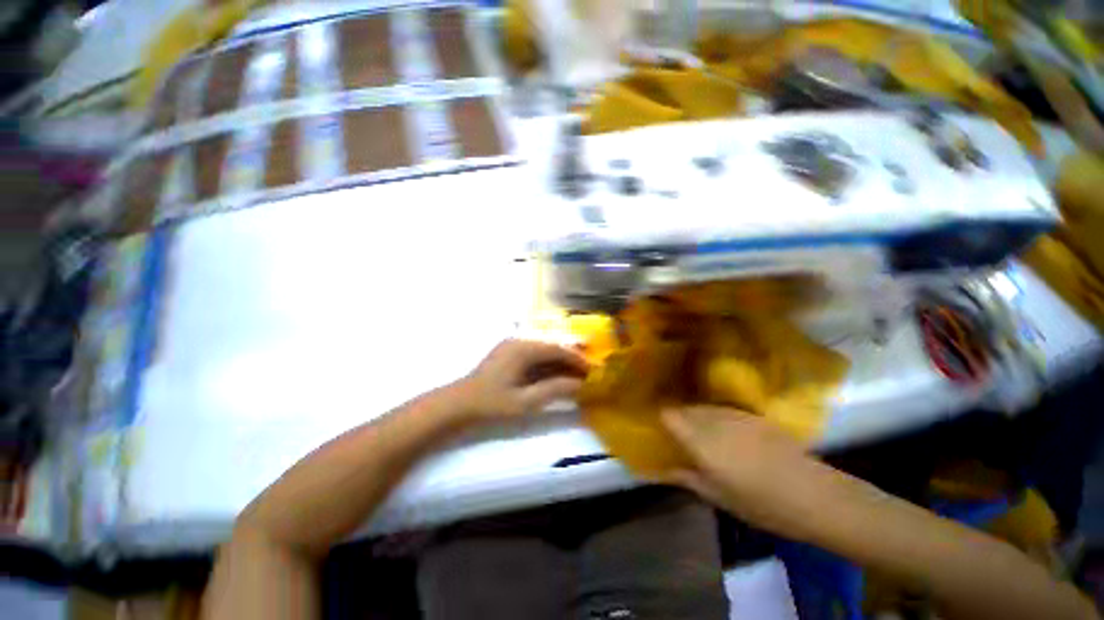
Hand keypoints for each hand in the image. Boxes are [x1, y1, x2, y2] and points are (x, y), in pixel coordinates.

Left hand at [457, 339, 589, 420]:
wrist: (459, 404)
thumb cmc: (492, 404)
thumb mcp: (526, 401)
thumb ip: (555, 389)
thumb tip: (580, 384)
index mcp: (524, 348)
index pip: (558, 349)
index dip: (578, 359)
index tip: (594, 371)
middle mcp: (520, 340)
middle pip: (553, 346)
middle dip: (572, 359)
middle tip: (589, 373)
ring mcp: (513, 345)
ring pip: (545, 349)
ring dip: (561, 361)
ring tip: (577, 374)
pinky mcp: (509, 352)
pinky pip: (535, 354)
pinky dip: (549, 363)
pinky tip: (557, 373)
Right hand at [662, 406, 837, 540]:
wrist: (814, 494)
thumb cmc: (761, 503)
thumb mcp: (719, 497)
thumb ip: (687, 478)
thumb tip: (661, 470)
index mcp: (700, 441)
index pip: (669, 415)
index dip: (661, 419)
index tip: (660, 429)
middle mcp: (713, 421)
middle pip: (685, 409)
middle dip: (679, 419)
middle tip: (680, 436)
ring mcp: (734, 414)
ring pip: (704, 408)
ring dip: (697, 417)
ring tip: (702, 435)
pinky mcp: (752, 415)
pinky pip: (723, 410)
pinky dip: (716, 418)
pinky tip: (727, 434)